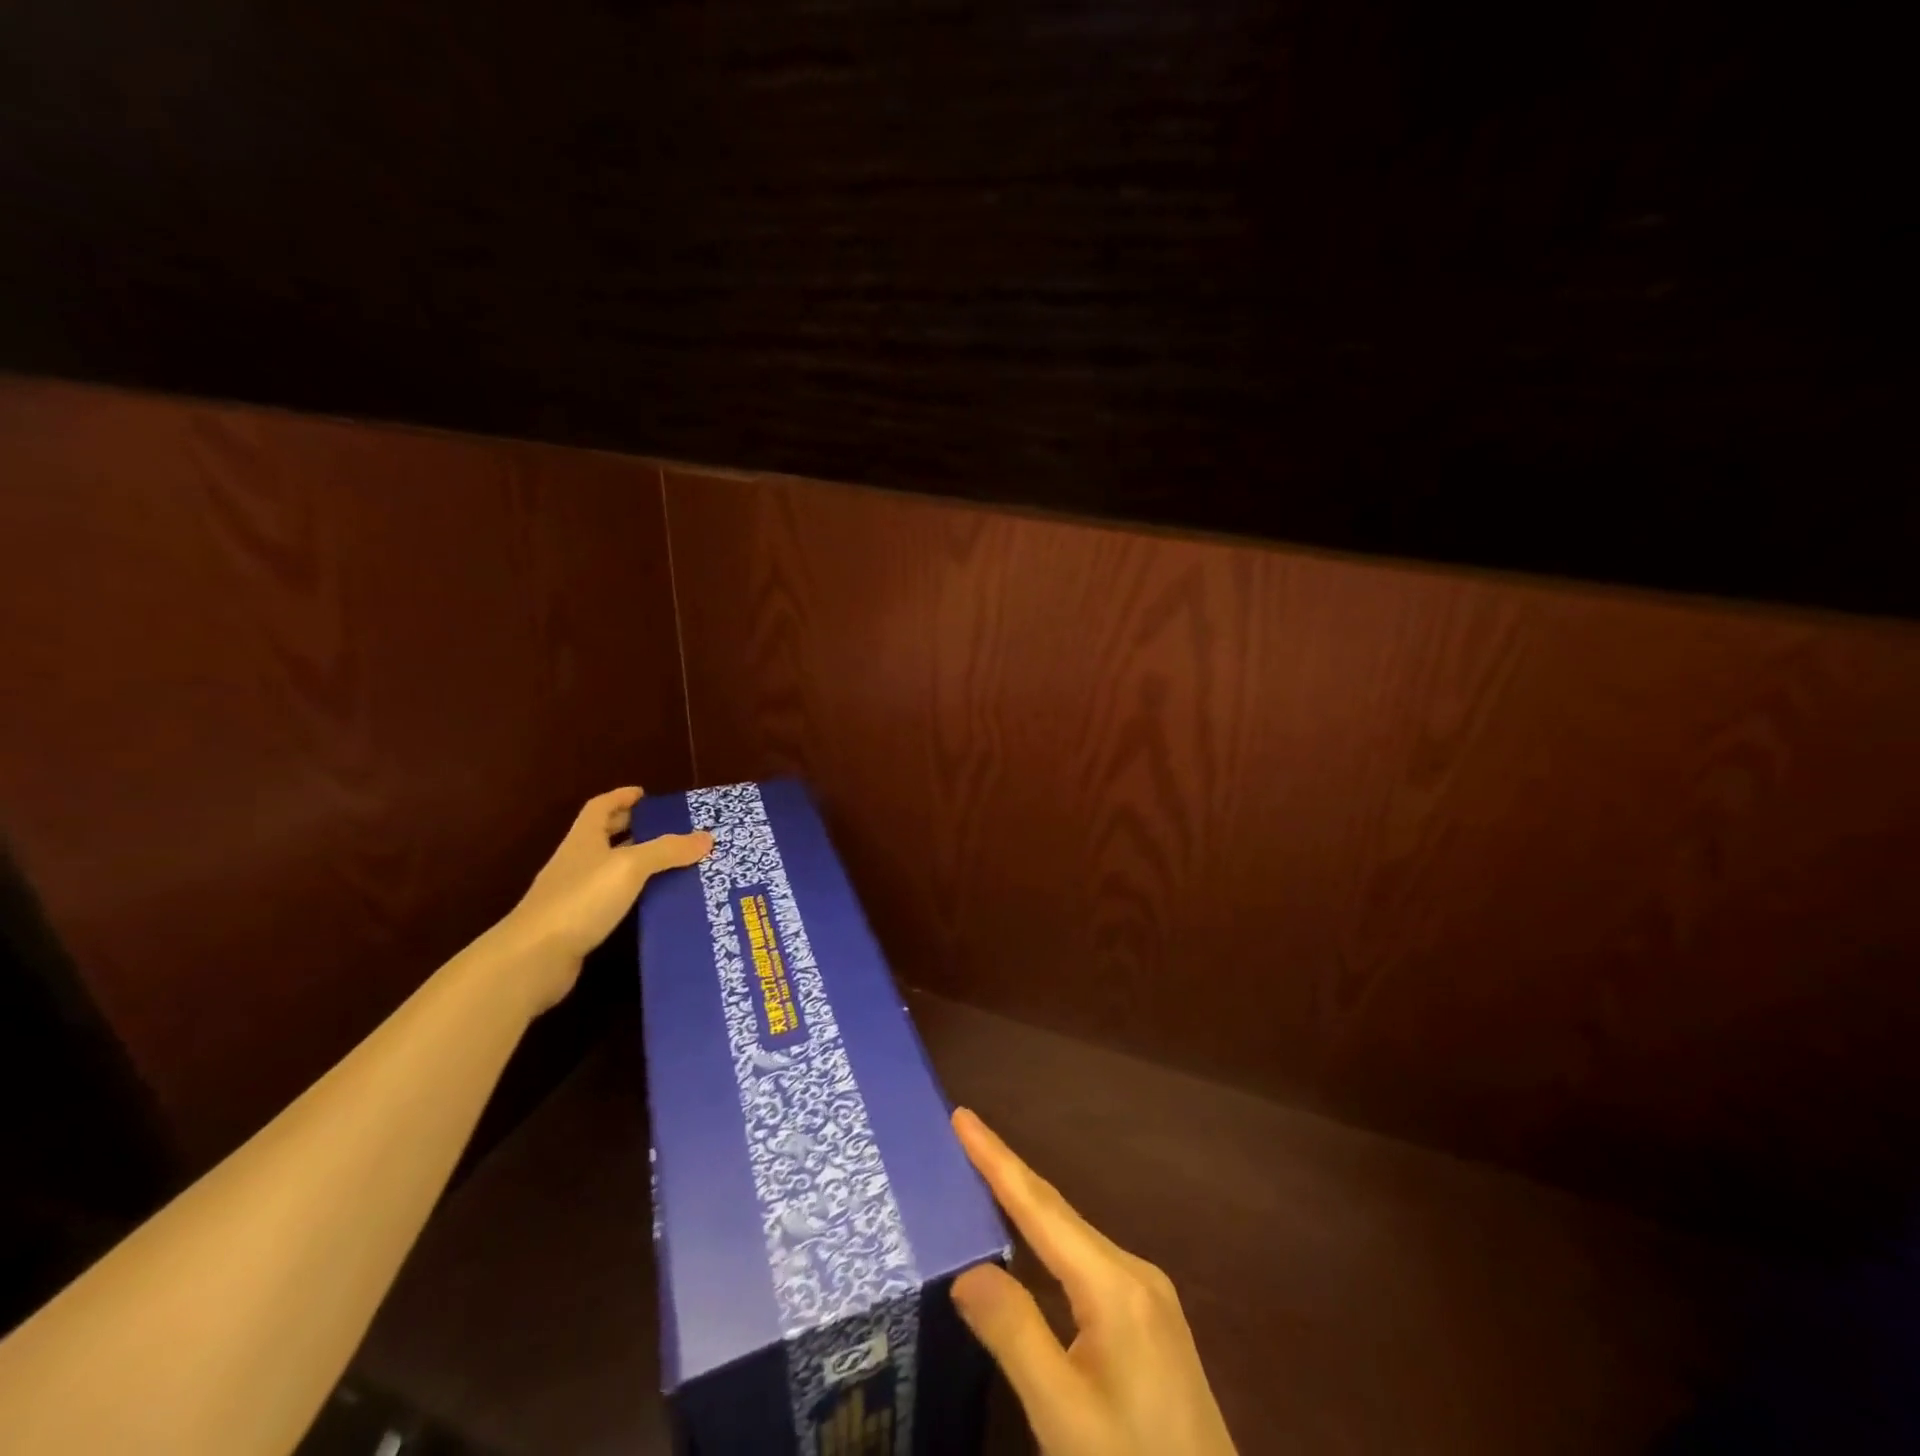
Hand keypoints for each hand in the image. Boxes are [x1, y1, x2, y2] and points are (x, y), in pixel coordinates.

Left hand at [500, 787, 711, 1009]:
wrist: (533, 958)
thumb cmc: (581, 900)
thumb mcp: (630, 867)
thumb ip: (667, 850)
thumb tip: (707, 837)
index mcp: (584, 839)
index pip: (601, 807)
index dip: (621, 797)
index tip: (645, 794)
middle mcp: (577, 862)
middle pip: (605, 835)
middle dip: (633, 828)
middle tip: (668, 828)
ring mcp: (574, 894)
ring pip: (610, 868)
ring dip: (637, 863)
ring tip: (673, 864)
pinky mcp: (578, 923)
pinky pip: (612, 898)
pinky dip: (633, 894)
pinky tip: (654, 901)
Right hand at [950, 1109, 1236, 1455]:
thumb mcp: (1064, 1417)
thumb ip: (1014, 1335)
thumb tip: (965, 1268)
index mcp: (1115, 1284)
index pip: (1040, 1206)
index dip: (997, 1159)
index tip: (961, 1116)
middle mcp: (1134, 1272)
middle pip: (1057, 1212)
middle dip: (1007, 1172)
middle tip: (961, 1135)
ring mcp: (1147, 1296)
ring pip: (1072, 1236)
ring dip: (1025, 1206)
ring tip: (980, 1180)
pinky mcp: (1149, 1321)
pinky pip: (1085, 1262)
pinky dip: (1047, 1243)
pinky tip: (1026, 1250)